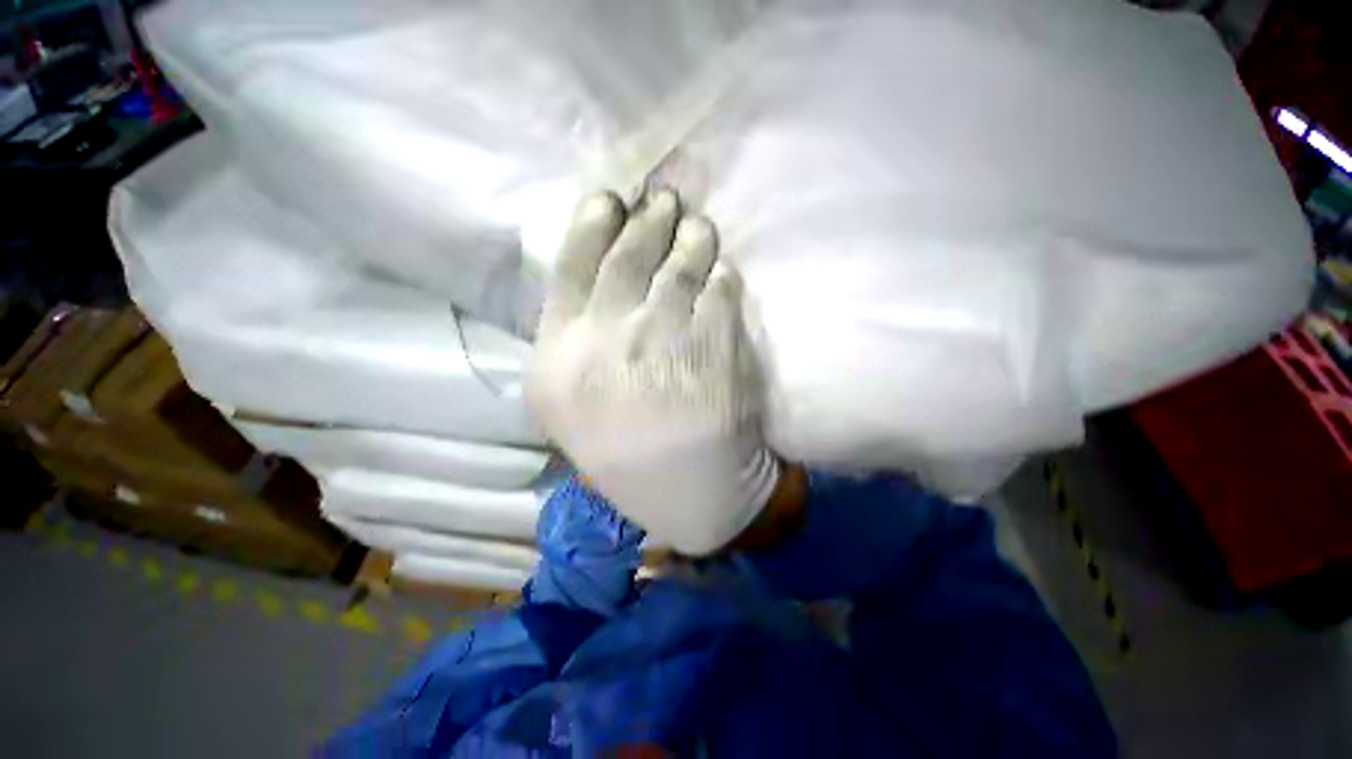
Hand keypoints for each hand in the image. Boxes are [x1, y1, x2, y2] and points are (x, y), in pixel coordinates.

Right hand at [527, 190, 779, 554]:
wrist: (684, 487)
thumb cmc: (620, 450)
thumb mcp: (564, 402)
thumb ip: (571, 338)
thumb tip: (596, 279)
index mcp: (562, 351)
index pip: (573, 263)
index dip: (594, 222)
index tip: (612, 201)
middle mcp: (609, 335)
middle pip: (629, 252)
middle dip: (650, 218)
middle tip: (664, 200)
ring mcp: (665, 336)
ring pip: (680, 262)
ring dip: (692, 237)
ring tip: (697, 227)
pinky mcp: (715, 344)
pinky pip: (720, 288)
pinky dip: (722, 273)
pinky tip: (721, 271)